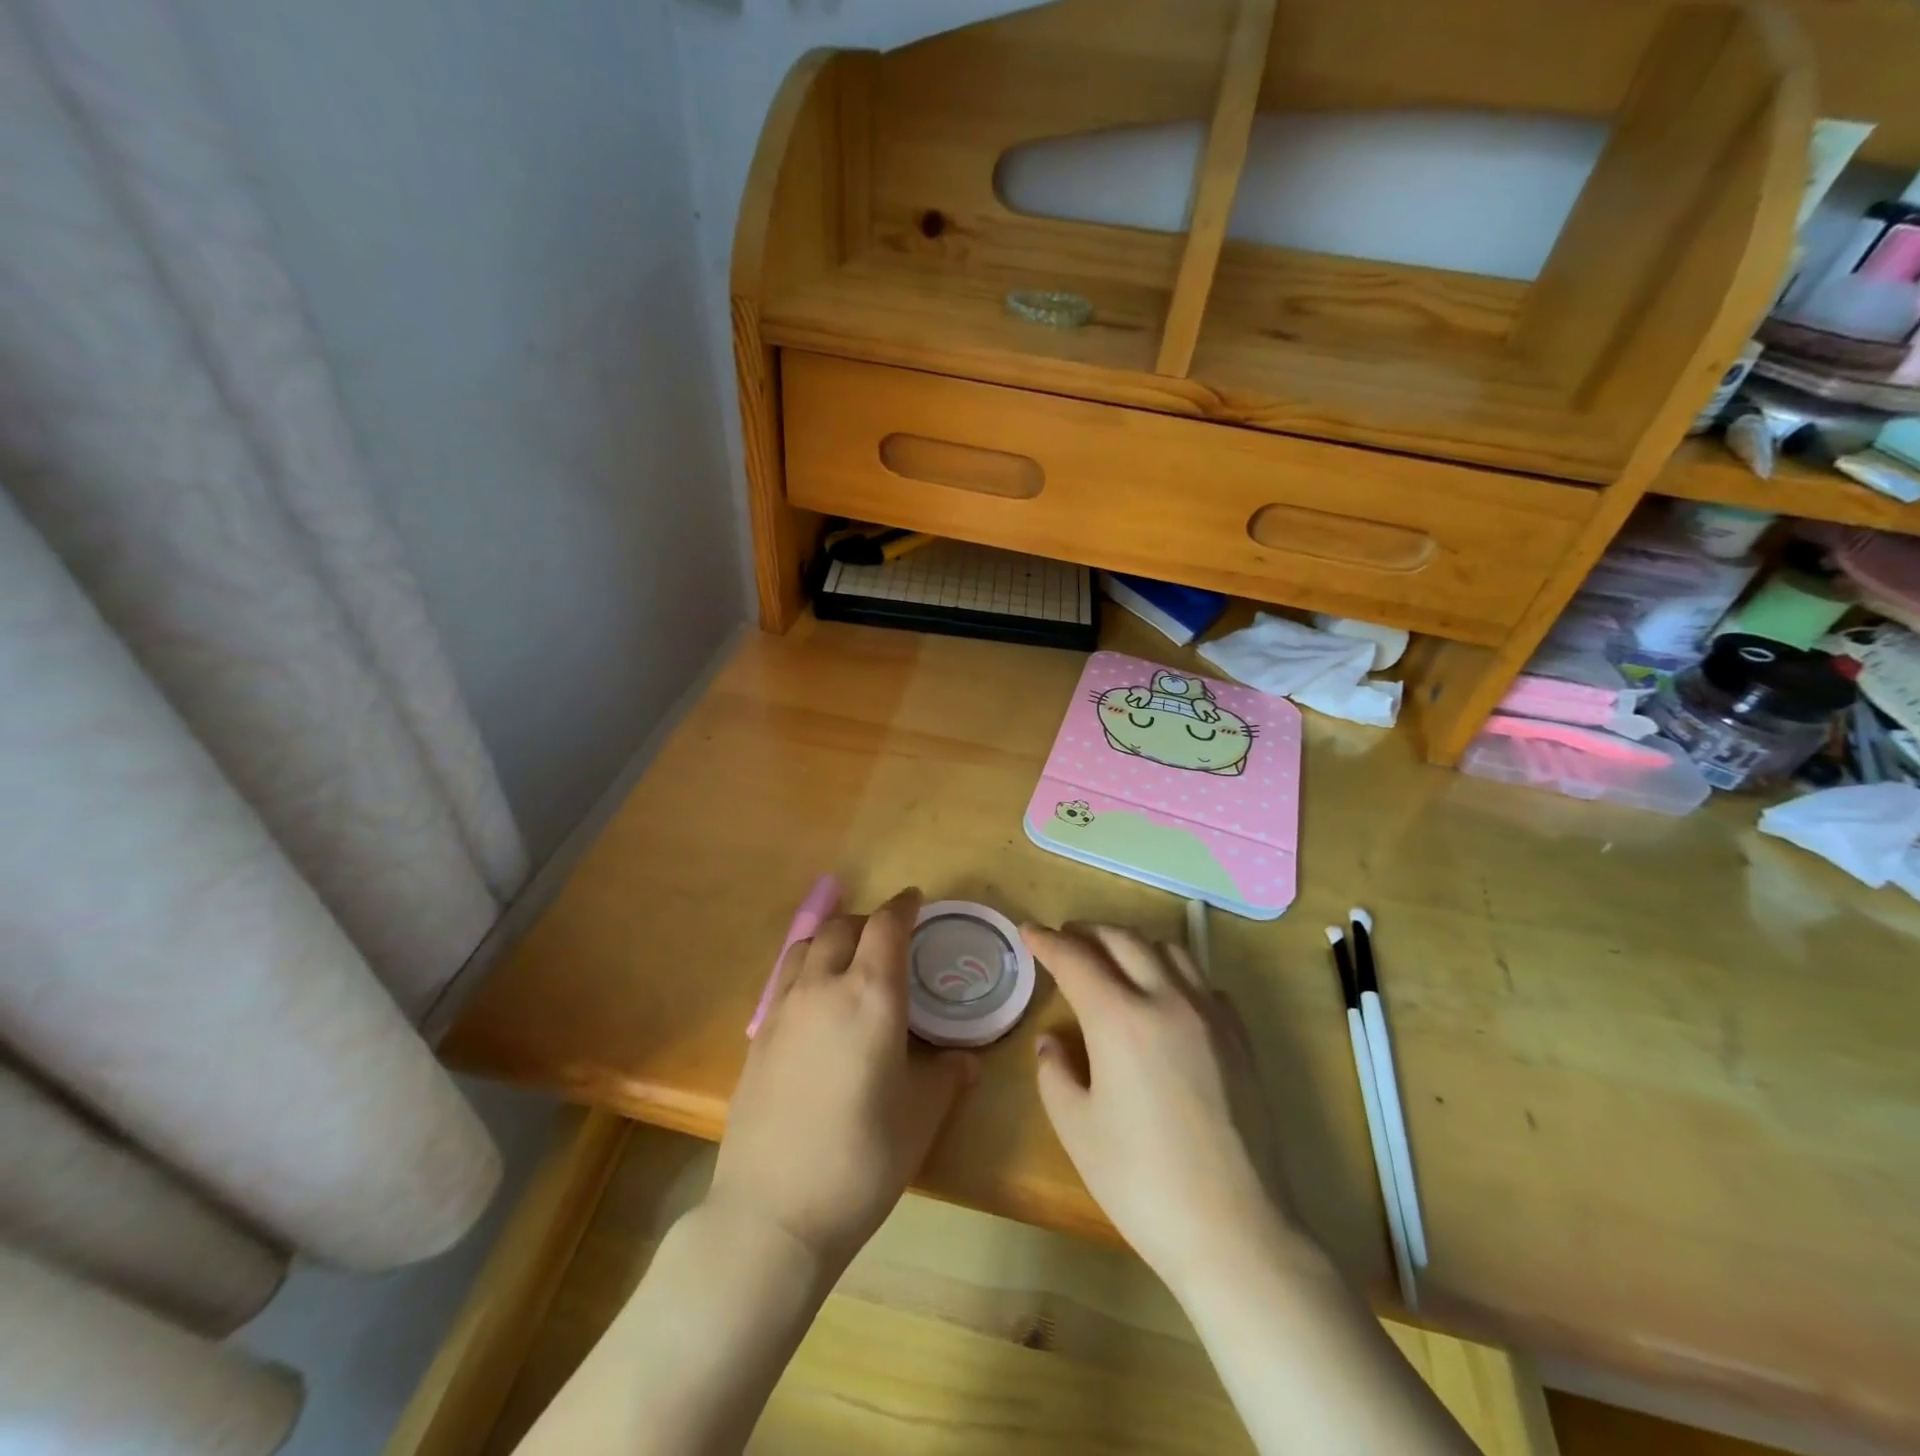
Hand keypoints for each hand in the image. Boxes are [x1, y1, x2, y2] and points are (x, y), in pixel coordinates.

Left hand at [710, 889, 978, 1271]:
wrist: (773, 1211)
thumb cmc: (862, 1159)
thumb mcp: (920, 1117)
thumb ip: (946, 1076)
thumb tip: (966, 1060)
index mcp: (871, 995)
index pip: (887, 926)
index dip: (904, 905)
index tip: (916, 900)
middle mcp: (824, 987)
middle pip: (843, 927)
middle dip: (869, 921)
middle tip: (889, 938)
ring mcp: (783, 1009)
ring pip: (807, 946)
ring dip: (832, 939)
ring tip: (849, 960)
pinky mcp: (757, 1036)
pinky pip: (785, 979)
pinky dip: (807, 969)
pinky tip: (817, 1004)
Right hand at [1026, 923, 1298, 1290]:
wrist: (1236, 1231)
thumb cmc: (1142, 1183)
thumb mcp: (1077, 1130)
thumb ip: (1055, 1073)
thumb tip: (1053, 1041)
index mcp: (1119, 1017)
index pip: (1075, 959)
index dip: (1046, 942)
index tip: (1028, 931)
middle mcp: (1166, 999)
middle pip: (1122, 940)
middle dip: (1088, 932)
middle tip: (1066, 939)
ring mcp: (1210, 1015)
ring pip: (1169, 951)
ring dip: (1134, 945)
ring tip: (1115, 960)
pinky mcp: (1240, 1038)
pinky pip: (1204, 983)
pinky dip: (1176, 974)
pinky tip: (1168, 998)